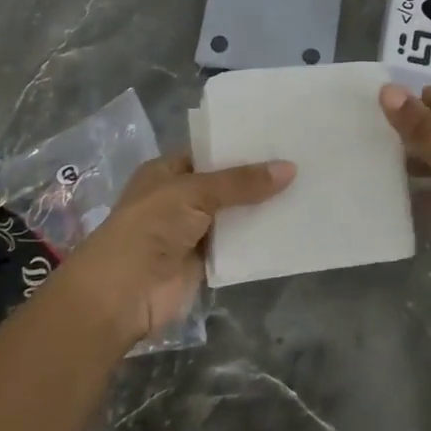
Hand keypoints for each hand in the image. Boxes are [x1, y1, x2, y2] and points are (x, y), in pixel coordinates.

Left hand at [53, 153, 294, 349]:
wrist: (123, 294)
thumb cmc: (150, 227)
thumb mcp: (194, 193)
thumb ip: (241, 182)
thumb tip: (290, 168)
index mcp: (168, 171)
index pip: (210, 151)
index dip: (241, 145)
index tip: (279, 136)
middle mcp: (180, 198)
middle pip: (226, 184)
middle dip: (258, 177)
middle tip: (303, 160)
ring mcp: (193, 231)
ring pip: (235, 214)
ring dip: (262, 208)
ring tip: (307, 188)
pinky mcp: (206, 262)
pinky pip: (238, 245)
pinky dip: (260, 239)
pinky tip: (293, 226)